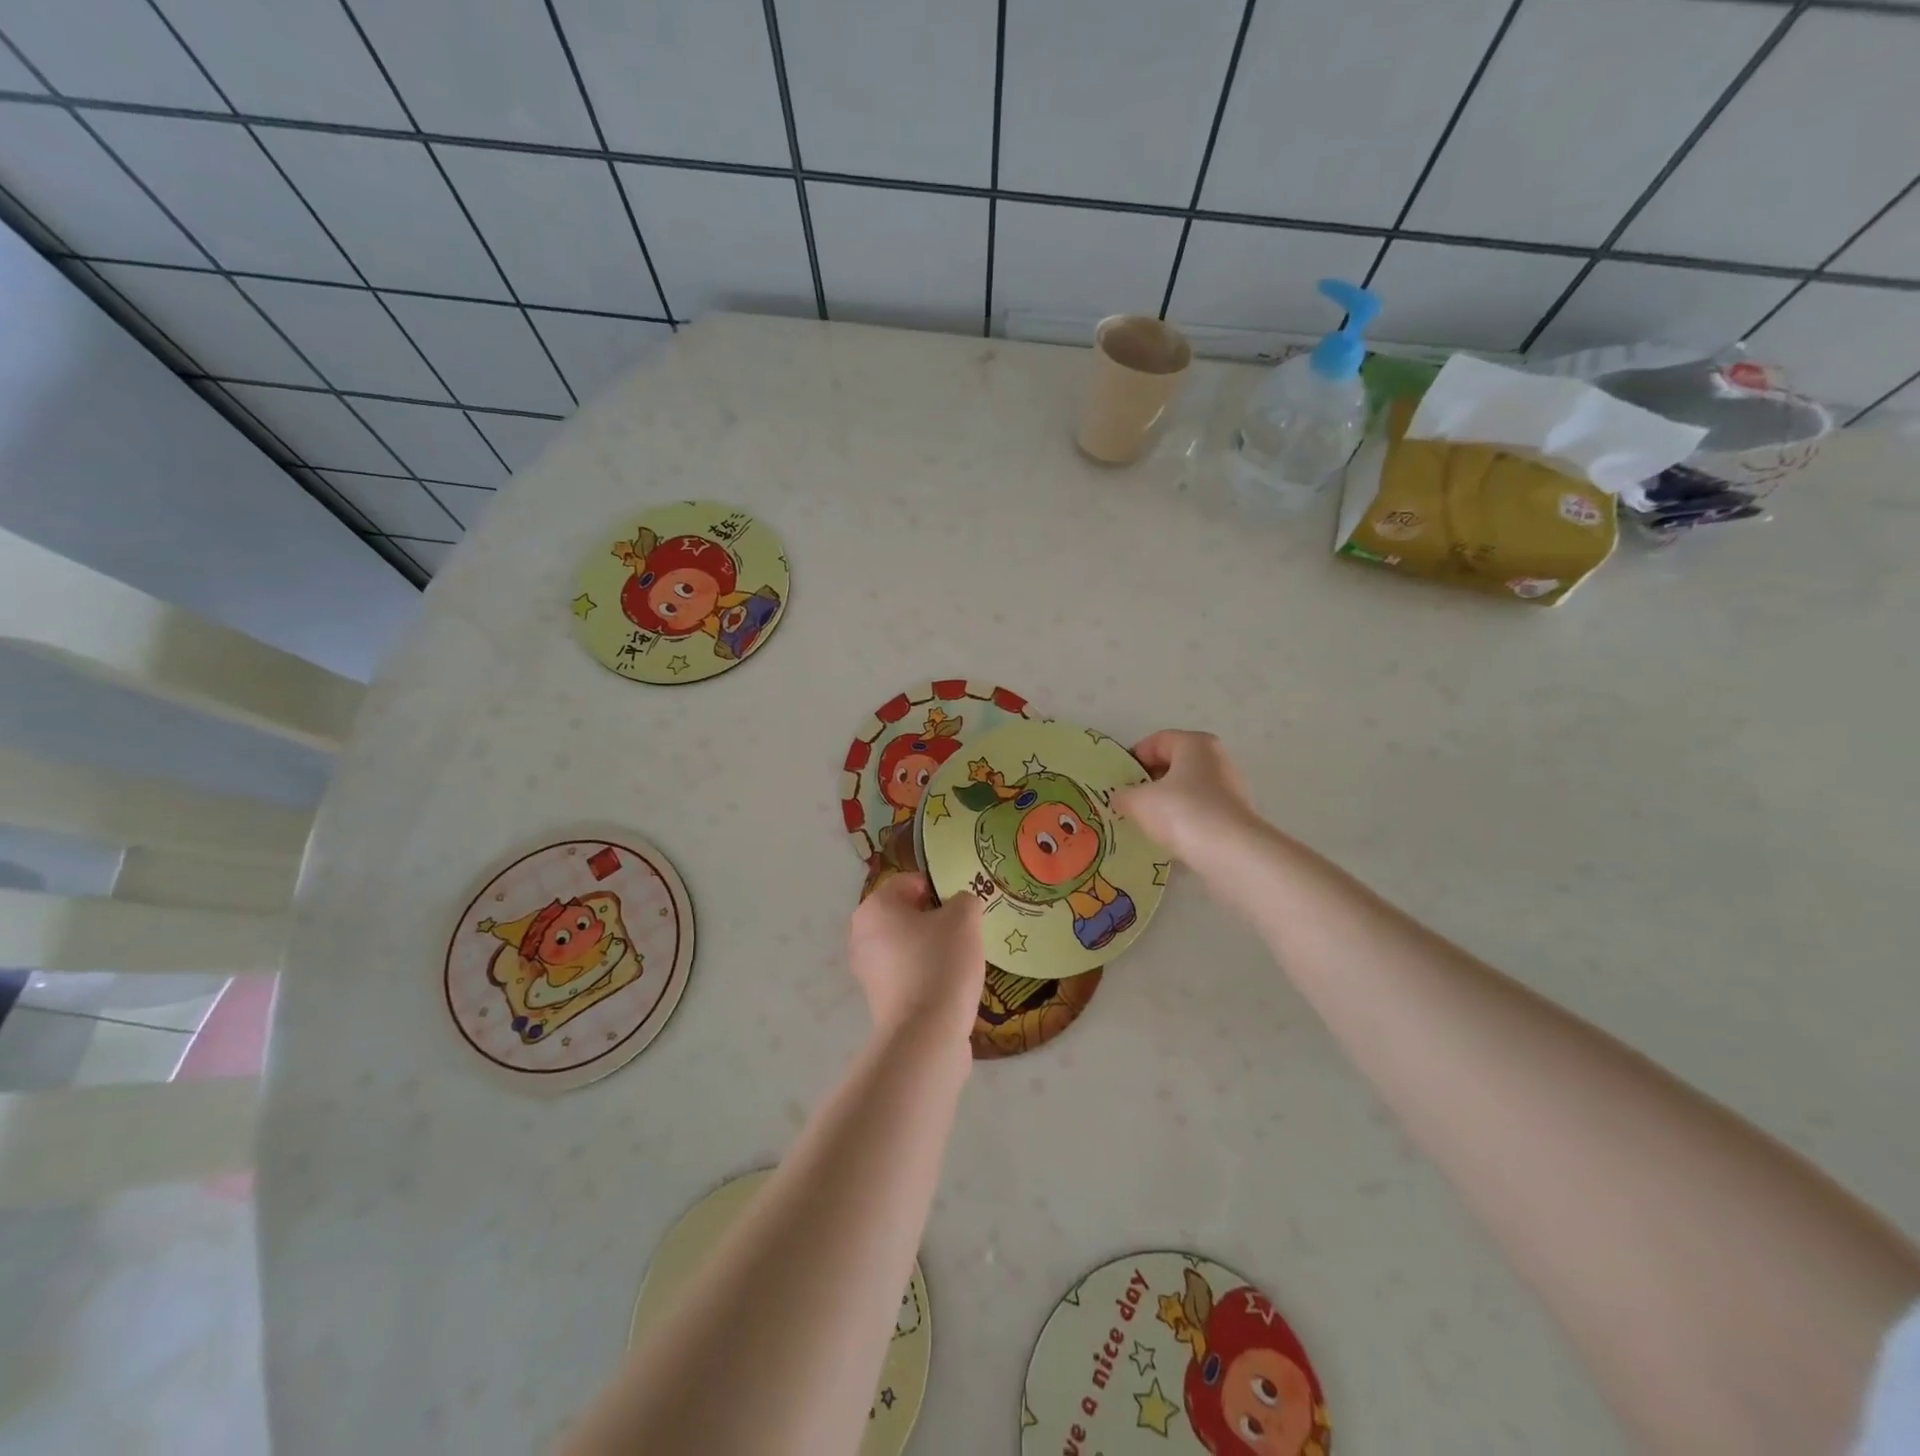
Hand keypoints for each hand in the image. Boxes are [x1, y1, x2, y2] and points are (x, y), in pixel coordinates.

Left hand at [848, 873, 984, 1040]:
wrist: (926, 1034)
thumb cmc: (940, 962)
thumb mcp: (964, 918)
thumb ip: (964, 900)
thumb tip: (960, 907)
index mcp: (874, 907)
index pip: (907, 883)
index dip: (936, 888)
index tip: (960, 905)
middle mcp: (861, 935)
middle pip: (903, 915)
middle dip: (932, 919)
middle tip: (962, 930)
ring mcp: (866, 970)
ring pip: (905, 945)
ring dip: (930, 947)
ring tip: (959, 959)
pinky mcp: (878, 1000)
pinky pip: (906, 973)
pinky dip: (925, 974)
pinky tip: (949, 984)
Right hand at [1113, 730, 1261, 868]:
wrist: (1232, 854)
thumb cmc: (1182, 812)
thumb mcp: (1138, 802)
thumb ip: (1123, 795)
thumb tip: (1120, 798)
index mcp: (1195, 743)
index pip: (1156, 741)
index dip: (1133, 759)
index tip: (1119, 782)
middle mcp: (1216, 759)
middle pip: (1173, 764)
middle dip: (1148, 781)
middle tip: (1128, 802)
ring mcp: (1229, 787)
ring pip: (1186, 789)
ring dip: (1165, 803)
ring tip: (1146, 822)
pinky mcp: (1234, 815)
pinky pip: (1199, 811)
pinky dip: (1183, 820)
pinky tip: (1169, 837)